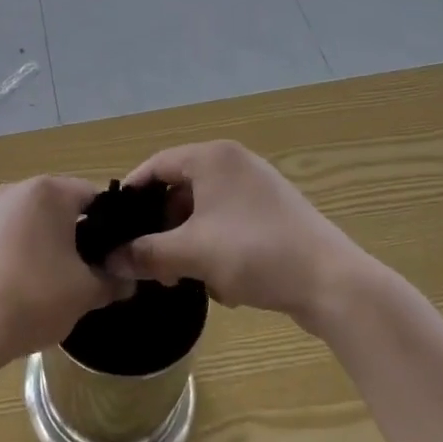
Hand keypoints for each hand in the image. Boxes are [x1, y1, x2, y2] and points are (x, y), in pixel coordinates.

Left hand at [0, 176, 132, 365]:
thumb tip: (126, 280)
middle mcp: (15, 189)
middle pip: (58, 206)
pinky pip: (3, 236)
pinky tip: (17, 286)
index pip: (93, 197)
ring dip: (43, 243)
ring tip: (51, 282)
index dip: (110, 226)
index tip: (114, 255)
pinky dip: (15, 253)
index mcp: (49, 192)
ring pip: (29, 221)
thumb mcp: (85, 293)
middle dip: (75, 234)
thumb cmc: (34, 298)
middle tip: (87, 271)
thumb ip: (112, 281)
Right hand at [107, 141, 374, 328]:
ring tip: (181, 278)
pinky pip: (229, 224)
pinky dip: (216, 248)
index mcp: (213, 157)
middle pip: (179, 189)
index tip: (113, 226)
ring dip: (187, 243)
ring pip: (204, 211)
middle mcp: (234, 163)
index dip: (131, 194)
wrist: (333, 283)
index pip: (156, 164)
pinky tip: (222, 284)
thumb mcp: (192, 253)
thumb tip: (109, 259)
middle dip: (161, 228)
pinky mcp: (274, 214)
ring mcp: (257, 188)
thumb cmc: (255, 253)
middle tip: (148, 262)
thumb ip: (145, 253)